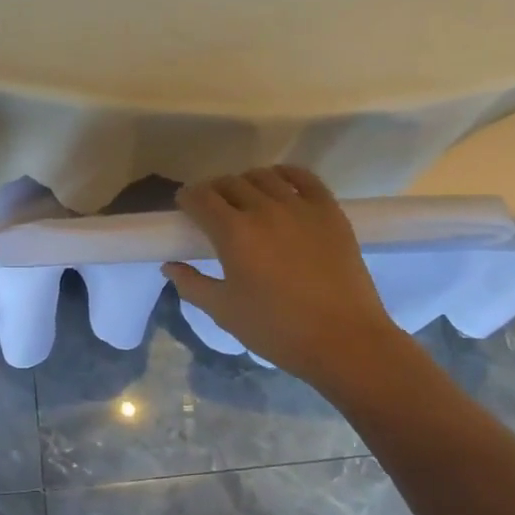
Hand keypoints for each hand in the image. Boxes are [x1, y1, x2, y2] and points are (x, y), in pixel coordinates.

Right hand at [164, 166, 402, 389]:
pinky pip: (304, 177)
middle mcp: (264, 209)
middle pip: (229, 183)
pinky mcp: (329, 211)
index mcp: (233, 233)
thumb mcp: (224, 312)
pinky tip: (279, 182)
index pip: (200, 198)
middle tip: (211, 207)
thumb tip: (170, 266)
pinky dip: (285, 173)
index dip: (187, 197)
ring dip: (246, 182)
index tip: (184, 206)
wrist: (344, 340)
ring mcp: (300, 207)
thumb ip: (192, 284)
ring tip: (245, 197)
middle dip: (213, 191)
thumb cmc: (277, 330)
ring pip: (264, 176)